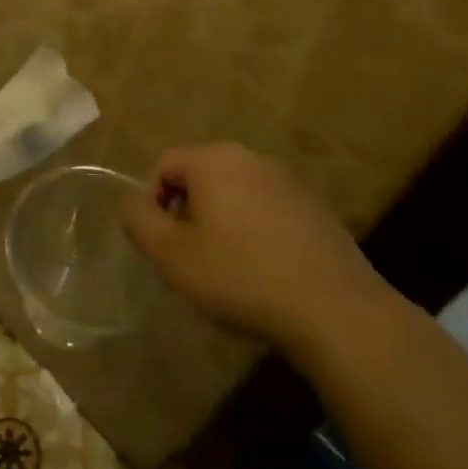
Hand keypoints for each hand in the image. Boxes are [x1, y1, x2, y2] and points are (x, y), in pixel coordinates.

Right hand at [121, 142, 389, 355]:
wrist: (334, 310)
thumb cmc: (241, 277)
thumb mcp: (172, 256)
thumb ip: (140, 222)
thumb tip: (133, 203)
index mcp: (214, 160)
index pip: (165, 164)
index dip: (150, 201)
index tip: (158, 243)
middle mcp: (252, 158)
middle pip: (201, 175)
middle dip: (186, 211)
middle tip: (187, 256)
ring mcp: (290, 181)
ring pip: (236, 193)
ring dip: (221, 222)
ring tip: (225, 267)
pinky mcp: (316, 208)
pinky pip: (268, 210)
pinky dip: (255, 231)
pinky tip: (263, 271)